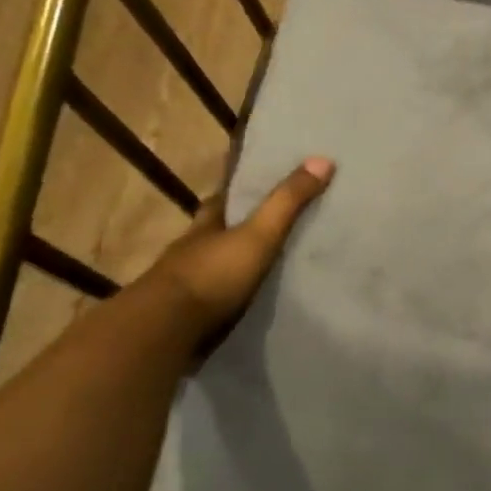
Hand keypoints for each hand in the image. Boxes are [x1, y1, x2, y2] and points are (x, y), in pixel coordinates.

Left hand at [147, 157, 334, 331]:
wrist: (167, 331)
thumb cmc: (212, 274)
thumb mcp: (259, 234)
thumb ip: (287, 202)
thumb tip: (323, 159)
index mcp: (206, 224)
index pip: (223, 198)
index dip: (241, 190)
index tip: (263, 184)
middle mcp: (193, 249)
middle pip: (219, 232)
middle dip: (240, 229)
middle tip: (276, 228)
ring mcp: (189, 285)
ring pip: (217, 266)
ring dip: (237, 265)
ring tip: (274, 268)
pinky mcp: (191, 316)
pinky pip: (219, 299)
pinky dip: (235, 297)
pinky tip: (255, 301)